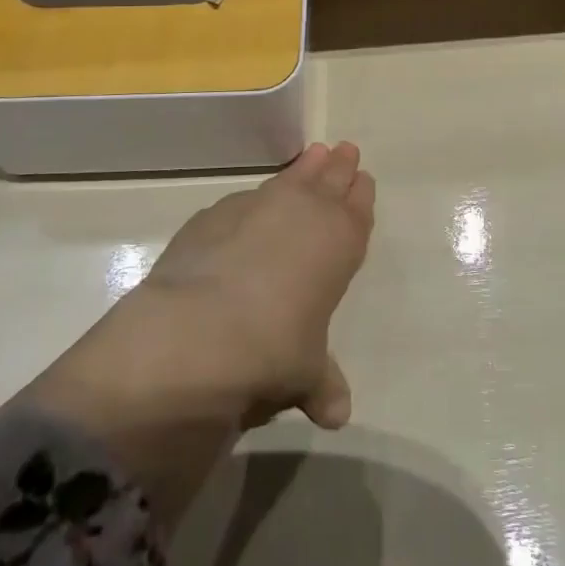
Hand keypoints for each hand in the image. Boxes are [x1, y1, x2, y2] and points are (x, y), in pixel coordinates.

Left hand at [18, 143, 375, 526]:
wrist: (201, 330)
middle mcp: (302, 213)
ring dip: (303, 168)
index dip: (360, 195)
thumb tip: (335, 415)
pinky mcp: (214, 214)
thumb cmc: (274, 348)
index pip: (357, 209)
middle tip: (345, 150)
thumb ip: (321, 383)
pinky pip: (246, 198)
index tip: (363, 178)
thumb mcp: (304, 372)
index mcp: (338, 242)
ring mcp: (256, 206)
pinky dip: (255, 199)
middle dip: (338, 167)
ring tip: (313, 155)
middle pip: (328, 181)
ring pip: (289, 178)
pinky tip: (251, 205)